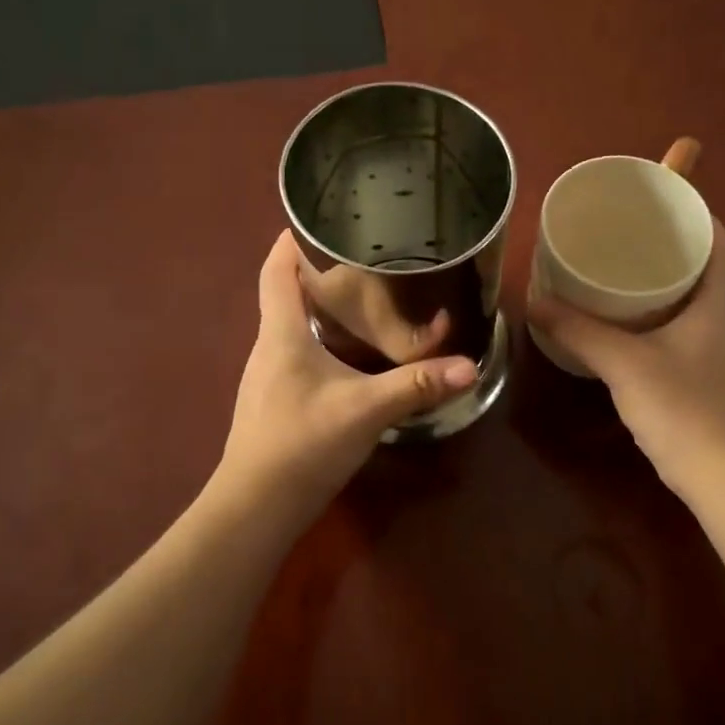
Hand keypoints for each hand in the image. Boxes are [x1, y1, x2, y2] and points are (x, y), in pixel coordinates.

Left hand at [219, 232, 478, 513]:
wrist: (256, 506)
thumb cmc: (302, 443)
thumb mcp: (365, 409)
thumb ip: (416, 385)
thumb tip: (468, 366)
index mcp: (280, 333)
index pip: (275, 271)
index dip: (290, 240)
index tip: (318, 219)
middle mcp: (268, 347)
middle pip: (284, 294)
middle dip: (317, 272)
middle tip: (362, 259)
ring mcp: (267, 377)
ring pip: (291, 327)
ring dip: (320, 309)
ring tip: (362, 299)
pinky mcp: (274, 402)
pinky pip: (296, 355)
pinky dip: (320, 342)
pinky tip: (349, 356)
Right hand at [528, 219, 724, 487]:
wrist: (724, 478)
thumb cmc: (683, 408)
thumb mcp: (623, 364)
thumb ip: (579, 330)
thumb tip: (535, 301)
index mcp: (718, 305)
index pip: (722, 243)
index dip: (700, 215)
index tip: (666, 198)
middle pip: (707, 269)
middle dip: (674, 247)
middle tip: (632, 233)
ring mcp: (723, 354)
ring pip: (696, 303)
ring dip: (668, 284)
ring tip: (624, 272)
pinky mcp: (711, 379)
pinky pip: (687, 331)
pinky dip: (663, 317)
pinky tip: (630, 327)